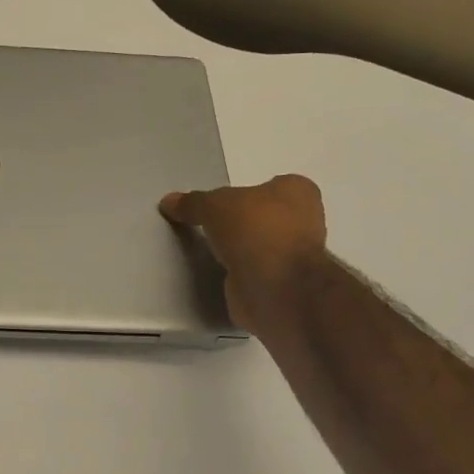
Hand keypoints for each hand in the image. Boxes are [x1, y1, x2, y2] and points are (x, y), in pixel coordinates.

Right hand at [160, 175, 328, 330]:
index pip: (271, 185)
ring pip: (260, 247)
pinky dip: (238, 274)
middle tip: (208, 225)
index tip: (220, 203)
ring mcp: (295, 257)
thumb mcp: (214, 205)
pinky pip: (254, 273)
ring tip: (208, 250)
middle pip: (264, 217)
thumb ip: (193, 202)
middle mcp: (304, 222)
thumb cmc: (256, 230)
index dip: (245, 193)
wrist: (275, 287)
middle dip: (241, 223)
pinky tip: (217, 273)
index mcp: (298, 192)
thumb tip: (168, 201)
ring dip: (240, 251)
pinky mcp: (282, 286)